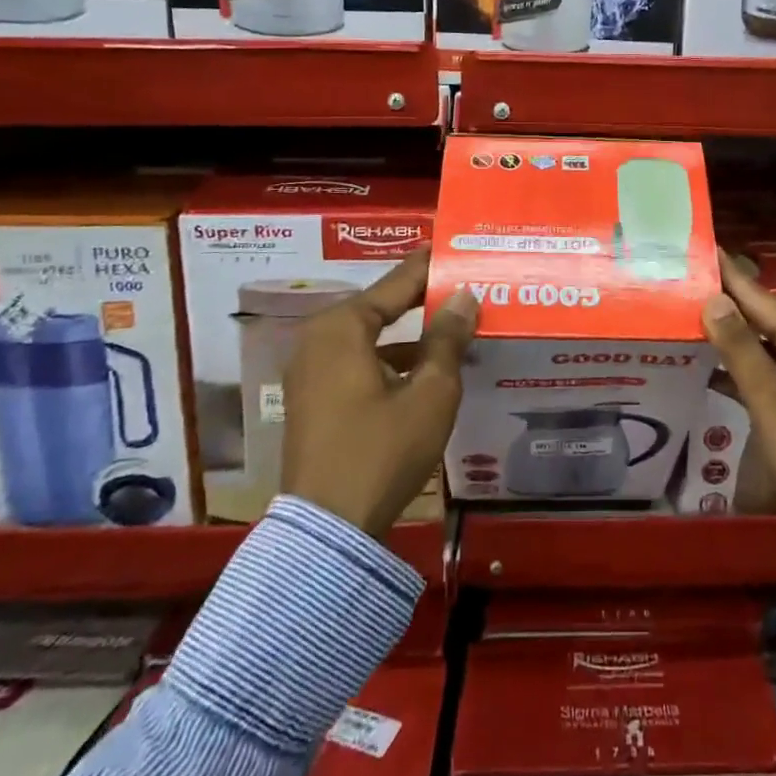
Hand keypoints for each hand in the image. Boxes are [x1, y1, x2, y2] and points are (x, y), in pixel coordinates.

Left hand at [279, 247, 478, 540]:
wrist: (328, 529)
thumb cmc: (382, 450)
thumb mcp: (430, 392)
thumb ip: (448, 338)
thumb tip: (464, 297)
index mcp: (341, 327)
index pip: (396, 283)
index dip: (429, 266)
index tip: (455, 247)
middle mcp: (318, 339)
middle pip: (380, 307)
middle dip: (421, 298)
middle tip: (462, 284)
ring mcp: (310, 371)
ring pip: (370, 337)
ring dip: (410, 333)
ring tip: (453, 325)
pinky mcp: (313, 399)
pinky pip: (358, 361)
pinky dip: (391, 359)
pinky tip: (426, 368)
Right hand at [703, 249, 775, 557]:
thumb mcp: (775, 402)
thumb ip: (741, 351)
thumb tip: (714, 299)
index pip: (760, 298)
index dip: (729, 275)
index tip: (700, 248)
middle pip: (761, 321)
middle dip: (724, 303)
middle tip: (681, 285)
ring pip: (761, 351)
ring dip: (727, 339)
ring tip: (685, 322)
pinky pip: (764, 381)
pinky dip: (736, 373)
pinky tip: (708, 373)